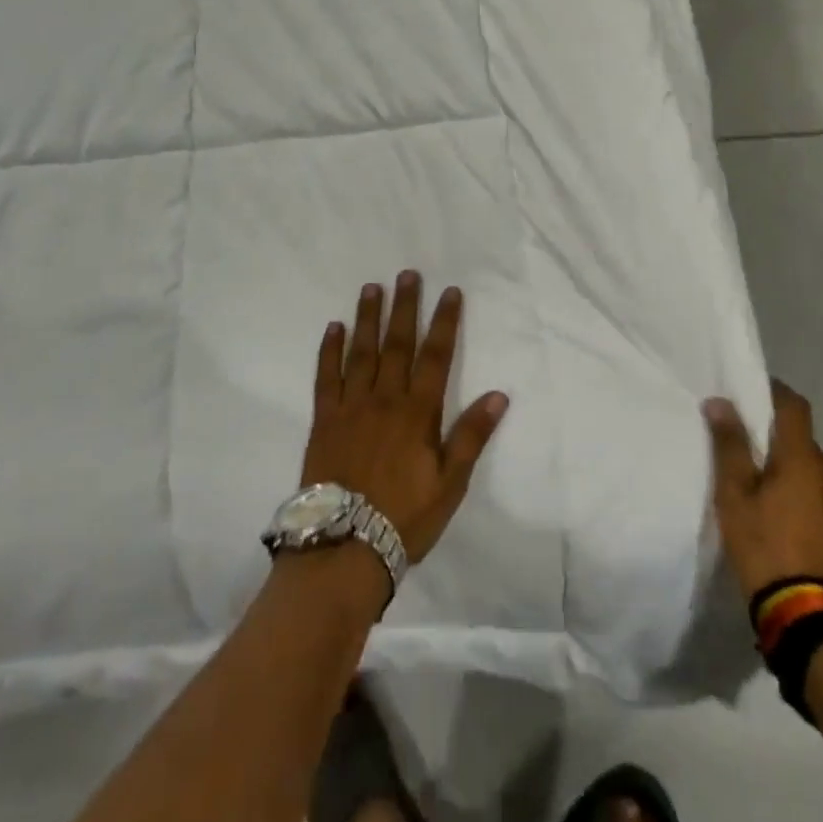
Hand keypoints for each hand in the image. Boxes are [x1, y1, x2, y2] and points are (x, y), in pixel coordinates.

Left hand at [301, 271, 509, 563]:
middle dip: (405, 307)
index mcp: (418, 413)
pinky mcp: (324, 420)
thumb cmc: (405, 517)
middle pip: (397, 344)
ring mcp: (351, 407)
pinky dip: (330, 350)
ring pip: (361, 352)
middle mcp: (384, 399)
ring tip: (372, 287)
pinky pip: (326, 377)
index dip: (445, 322)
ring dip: (368, 318)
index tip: (450, 292)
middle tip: (408, 274)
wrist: (344, 548)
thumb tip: (499, 394)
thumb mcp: (450, 483)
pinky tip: (334, 328)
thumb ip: (471, 436)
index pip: (436, 356)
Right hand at [704, 380, 822, 609]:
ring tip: (774, 503)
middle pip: (805, 446)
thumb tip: (720, 402)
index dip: (776, 394)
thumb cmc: (764, 549)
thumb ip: (729, 446)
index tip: (755, 394)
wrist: (811, 623)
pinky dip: (816, 509)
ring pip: (821, 479)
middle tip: (753, 462)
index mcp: (803, 460)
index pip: (794, 407)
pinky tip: (798, 533)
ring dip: (800, 480)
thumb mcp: (733, 497)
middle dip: (782, 446)